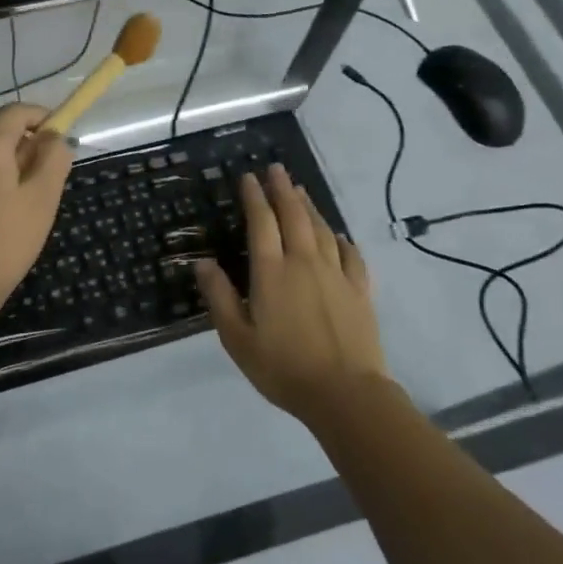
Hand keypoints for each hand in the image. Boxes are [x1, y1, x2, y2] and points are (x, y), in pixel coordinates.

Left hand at [0, 103, 73, 321]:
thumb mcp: (42, 197)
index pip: (16, 112)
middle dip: (29, 146)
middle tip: (51, 180)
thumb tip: (56, 137)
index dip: (43, 117)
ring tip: (30, 202)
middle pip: (1, 132)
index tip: (63, 138)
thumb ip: (54, 158)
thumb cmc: (6, 240)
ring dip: (13, 165)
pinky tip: (6, 212)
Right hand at [196, 164, 389, 429]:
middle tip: (275, 169)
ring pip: (322, 229)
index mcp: (271, 272)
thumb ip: (220, 297)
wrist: (346, 394)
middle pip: (294, 216)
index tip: (248, 177)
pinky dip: (341, 239)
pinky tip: (338, 235)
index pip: (261, 223)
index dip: (254, 197)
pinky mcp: (359, 291)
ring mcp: (336, 275)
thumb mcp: (237, 338)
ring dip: (309, 206)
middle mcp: (304, 263)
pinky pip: (351, 255)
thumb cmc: (283, 368)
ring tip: (300, 190)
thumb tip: (203, 263)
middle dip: (282, 189)